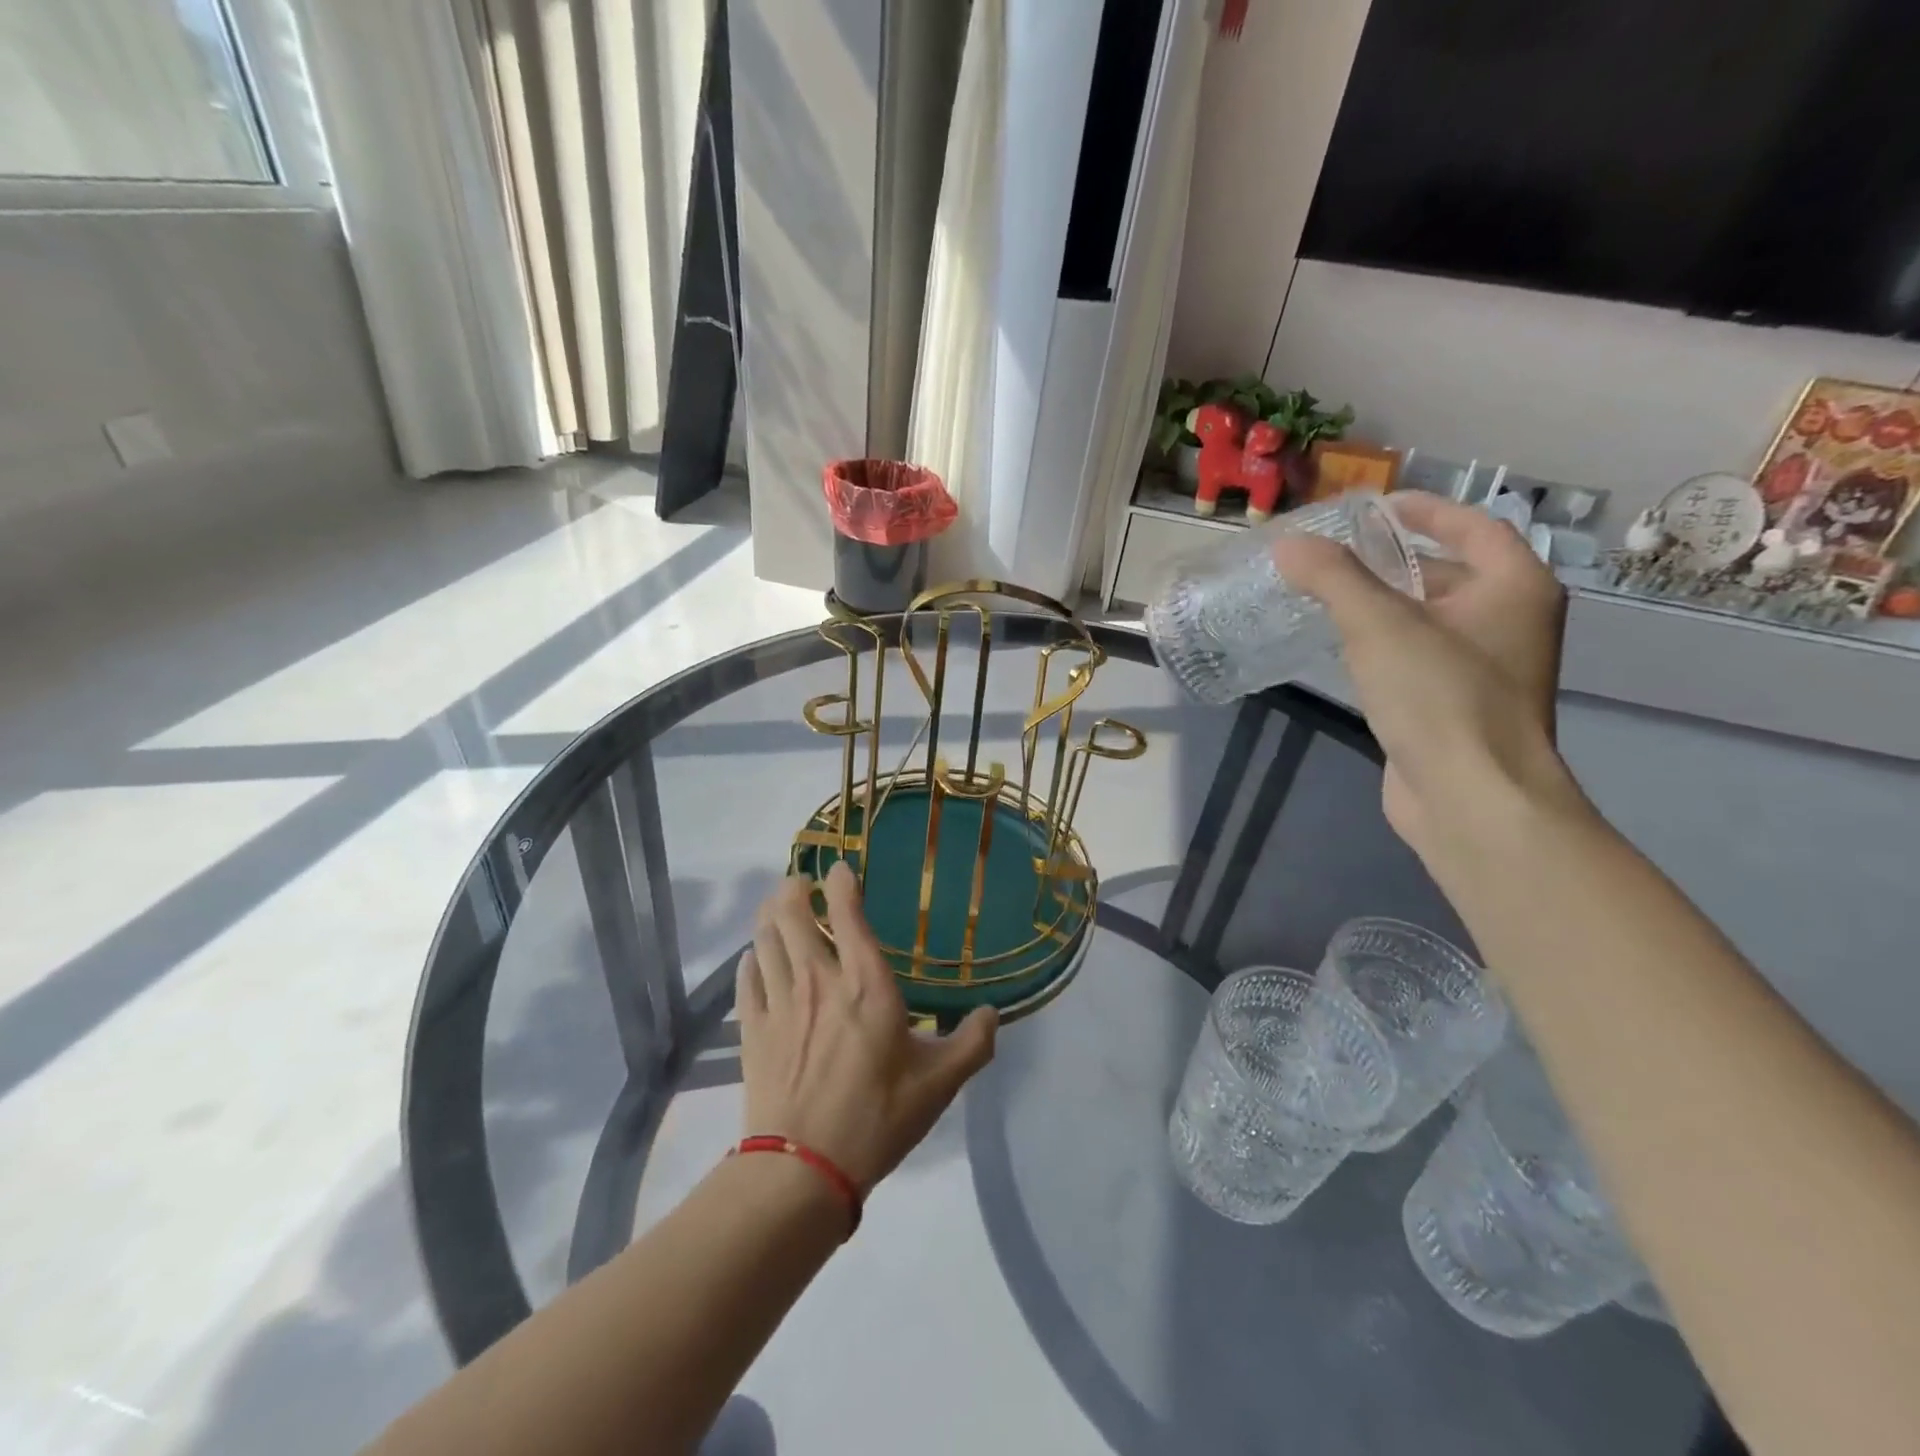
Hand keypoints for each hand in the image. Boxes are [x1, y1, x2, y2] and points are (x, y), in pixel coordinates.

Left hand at [736, 864, 998, 1192]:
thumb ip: (972, 1044)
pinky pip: (747, 978)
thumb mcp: (938, 1085)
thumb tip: (993, 1014)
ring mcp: (780, 1002)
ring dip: (769, 917)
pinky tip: (754, 958)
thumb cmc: (877, 1118)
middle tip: (800, 883)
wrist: (804, 1169)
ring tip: (776, 908)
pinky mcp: (753, 1029)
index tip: (839, 870)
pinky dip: (751, 959)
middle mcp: (819, 980)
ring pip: (765, 939)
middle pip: (792, 915)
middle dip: (792, 889)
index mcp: (865, 984)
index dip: (840, 882)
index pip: (847, 913)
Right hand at [1272, 492, 1579, 859]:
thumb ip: (1332, 577)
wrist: (1470, 797)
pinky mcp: (1455, 706)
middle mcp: (1510, 622)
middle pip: (1450, 572)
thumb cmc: (1439, 696)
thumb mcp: (1379, 625)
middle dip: (1394, 560)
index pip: (1473, 526)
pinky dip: (1384, 645)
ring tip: (1326, 594)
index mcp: (1514, 587)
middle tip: (1336, 553)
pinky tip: (1343, 649)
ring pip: (1429, 619)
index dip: (1424, 510)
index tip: (1374, 507)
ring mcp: (1485, 669)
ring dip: (1384, 604)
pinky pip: (1417, 657)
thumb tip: (1288, 542)